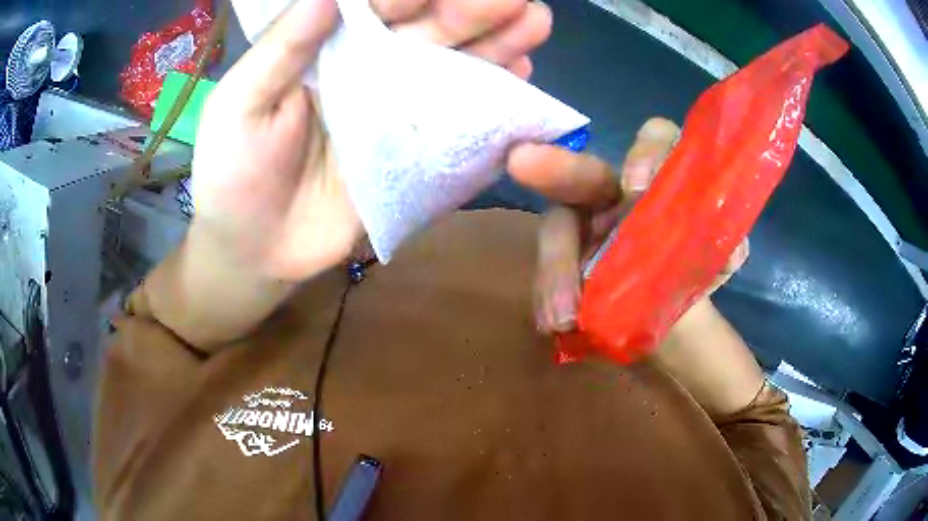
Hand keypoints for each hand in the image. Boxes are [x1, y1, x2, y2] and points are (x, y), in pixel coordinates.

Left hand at [192, 0, 553, 281]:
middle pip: (427, 31)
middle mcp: (368, 71)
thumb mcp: (241, 104)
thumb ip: (282, 49)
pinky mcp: (412, 154)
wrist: (255, 250)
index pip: (379, 6)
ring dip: (495, 46)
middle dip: (473, 11)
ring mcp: (395, 112)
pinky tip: (522, 79)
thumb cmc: (233, 173)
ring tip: (535, 23)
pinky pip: (457, 121)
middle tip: (519, 0)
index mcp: (327, 50)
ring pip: (451, 68)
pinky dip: (490, 102)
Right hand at [510, 118, 761, 416]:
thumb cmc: (693, 273)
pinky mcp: (563, 257)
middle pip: (584, 169)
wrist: (664, 315)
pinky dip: (548, 291)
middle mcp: (613, 190)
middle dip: (556, 166)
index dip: (646, 153)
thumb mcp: (716, 261)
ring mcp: (582, 222)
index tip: (635, 188)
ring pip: (556, 227)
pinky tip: (554, 321)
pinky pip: (548, 267)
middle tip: (521, 163)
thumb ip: (725, 250)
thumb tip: (732, 251)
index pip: (656, 139)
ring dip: (555, 267)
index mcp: (658, 177)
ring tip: (561, 316)